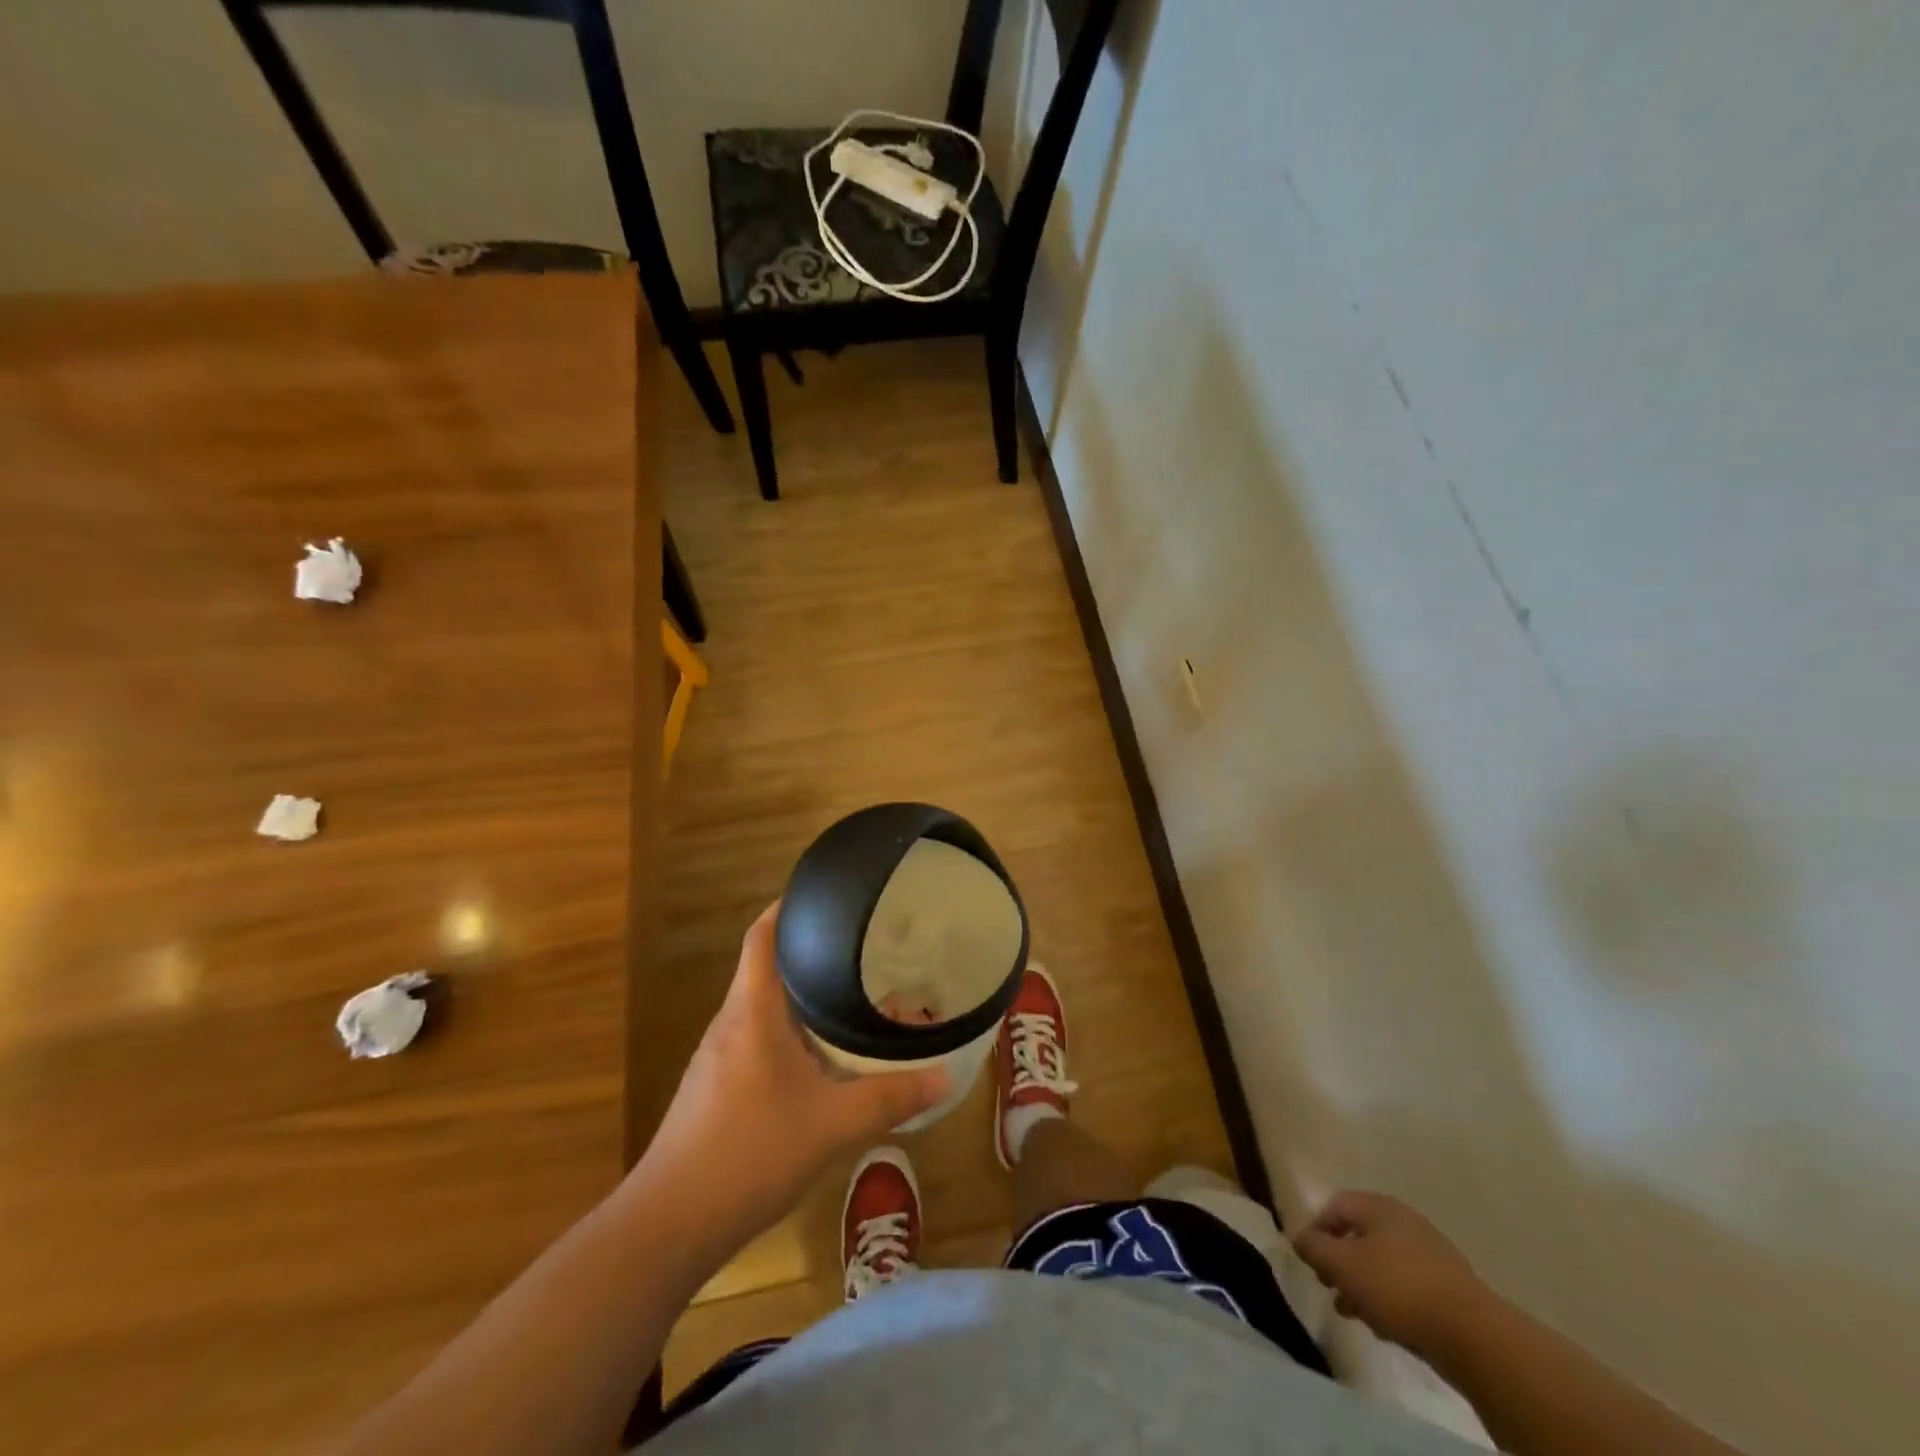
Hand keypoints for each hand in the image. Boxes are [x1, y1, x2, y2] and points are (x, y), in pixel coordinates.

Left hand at [637, 902, 948, 1248]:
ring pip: (763, 1006)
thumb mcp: (832, 1124)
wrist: (668, 1224)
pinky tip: (818, 1057)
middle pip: (767, 965)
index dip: (789, 906)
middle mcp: (731, 1021)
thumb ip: (890, 1098)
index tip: (828, 896)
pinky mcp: (715, 1088)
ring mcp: (719, 1056)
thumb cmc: (749, 1152)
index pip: (763, 934)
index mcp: (753, 1010)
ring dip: (801, 996)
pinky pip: (757, 1038)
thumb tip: (944, 1076)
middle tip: (860, 947)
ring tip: (848, 995)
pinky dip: (789, 1031)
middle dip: (810, 952)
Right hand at [1292, 1190, 1486, 1357]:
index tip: (1309, 1259)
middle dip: (1340, 1261)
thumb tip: (1299, 1237)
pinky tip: (1386, 1325)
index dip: (1316, 1229)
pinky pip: (1406, 1285)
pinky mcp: (1448, 1288)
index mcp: (1379, 1206)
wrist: (1473, 1335)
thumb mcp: (1343, 1265)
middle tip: (1329, 1286)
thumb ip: (1315, 1248)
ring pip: (1382, 1263)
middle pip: (1359, 1234)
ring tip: (1354, 1312)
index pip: (1335, 1205)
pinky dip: (1389, 1299)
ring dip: (1362, 1284)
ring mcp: (1430, 1254)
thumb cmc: (1397, 1288)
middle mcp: (1404, 1221)